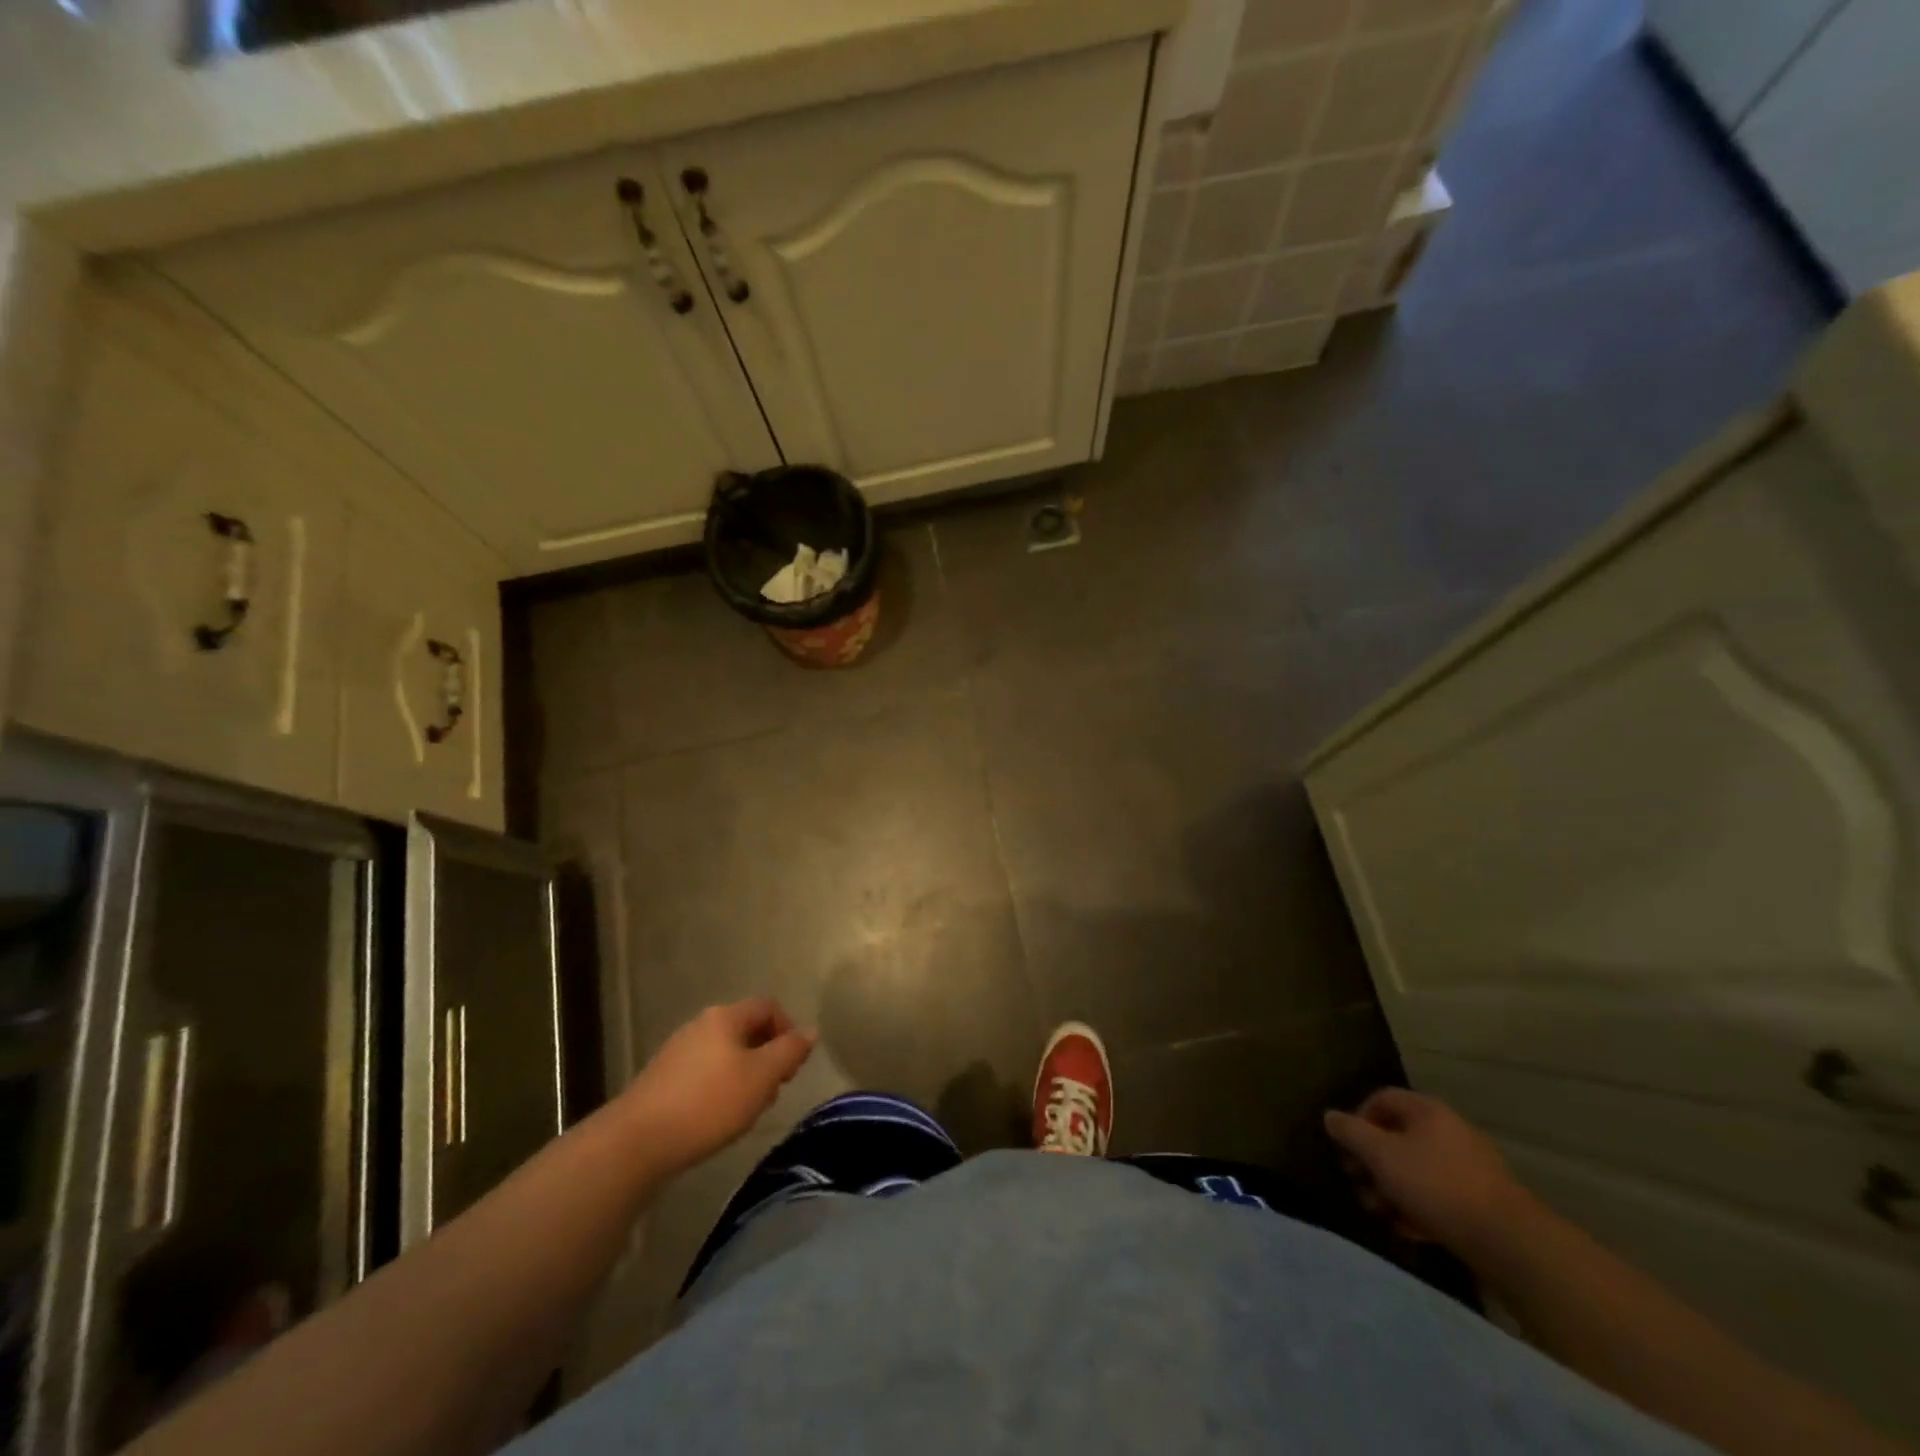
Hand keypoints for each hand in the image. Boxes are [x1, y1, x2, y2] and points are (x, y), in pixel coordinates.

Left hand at [619, 999, 815, 1176]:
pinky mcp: (662, 1079)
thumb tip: (810, 1030)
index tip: (792, 1067)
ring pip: (726, 1054)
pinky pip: (704, 1073)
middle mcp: (701, 1024)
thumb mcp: (761, 1077)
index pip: (768, 1006)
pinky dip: (719, 1088)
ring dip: (745, 1076)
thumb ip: (789, 1051)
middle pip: (746, 1030)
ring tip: (746, 1111)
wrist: (636, 1142)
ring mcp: (678, 1051)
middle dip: (767, 1057)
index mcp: (725, 1017)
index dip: (788, 1030)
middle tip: (772, 1092)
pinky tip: (716, 1119)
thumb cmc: (708, 1103)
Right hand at [1324, 1088, 1535, 1254]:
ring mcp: (1469, 1167)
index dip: (1357, 1119)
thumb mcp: (1381, 1154)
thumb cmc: (1435, 1185)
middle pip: (1397, 1137)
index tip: (1347, 1148)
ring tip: (1381, 1213)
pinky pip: (1438, 1195)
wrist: (1508, 1241)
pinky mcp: (1481, 1201)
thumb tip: (1330, 1116)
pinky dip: (1418, 1207)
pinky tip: (1408, 1229)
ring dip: (1391, 1188)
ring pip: (1416, 1169)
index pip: (1381, 1099)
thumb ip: (1351, 1132)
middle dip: (1372, 1162)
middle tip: (1359, 1184)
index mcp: (1427, 1111)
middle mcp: (1449, 1131)